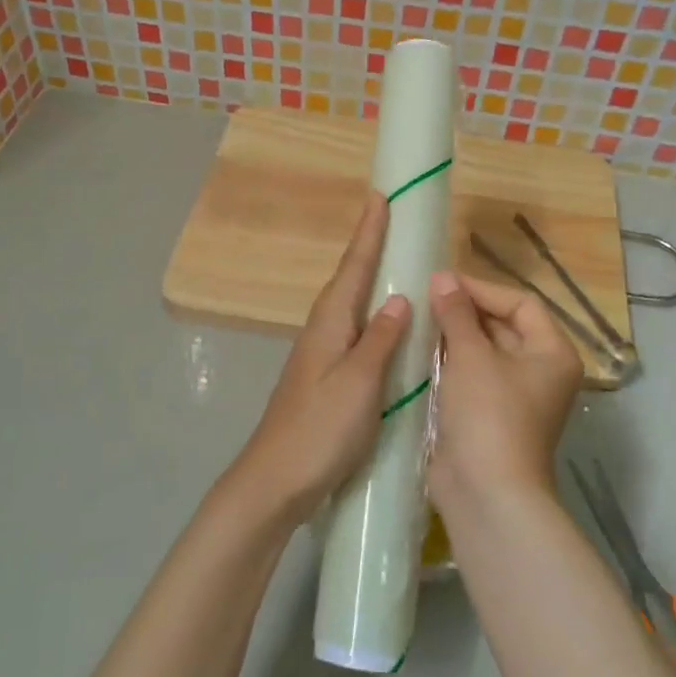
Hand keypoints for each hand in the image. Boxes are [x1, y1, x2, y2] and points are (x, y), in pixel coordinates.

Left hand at [224, 192, 409, 526]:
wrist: (275, 480)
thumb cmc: (320, 429)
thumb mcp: (359, 383)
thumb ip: (380, 340)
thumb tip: (400, 297)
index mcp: (329, 324)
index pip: (353, 267)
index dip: (368, 233)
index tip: (379, 196)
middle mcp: (321, 331)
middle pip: (348, 280)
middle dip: (368, 249)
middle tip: (390, 220)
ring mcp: (319, 355)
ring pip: (349, 306)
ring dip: (368, 280)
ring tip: (393, 262)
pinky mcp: (323, 378)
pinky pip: (352, 332)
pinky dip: (369, 316)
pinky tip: (383, 327)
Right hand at [425, 271, 581, 509]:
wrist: (486, 493)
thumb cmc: (488, 414)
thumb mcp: (471, 356)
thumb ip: (456, 313)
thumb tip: (442, 277)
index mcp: (552, 352)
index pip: (521, 303)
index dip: (482, 288)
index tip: (442, 282)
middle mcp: (540, 371)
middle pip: (504, 326)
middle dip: (465, 311)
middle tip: (425, 297)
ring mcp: (515, 396)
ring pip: (485, 352)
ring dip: (455, 336)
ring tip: (419, 319)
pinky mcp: (490, 416)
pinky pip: (472, 376)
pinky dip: (451, 362)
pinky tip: (420, 352)